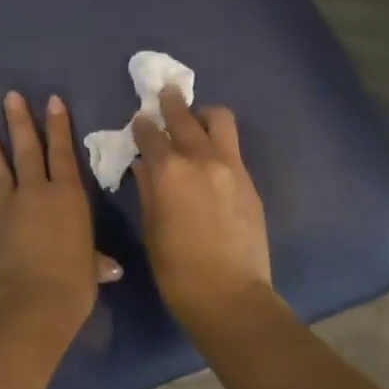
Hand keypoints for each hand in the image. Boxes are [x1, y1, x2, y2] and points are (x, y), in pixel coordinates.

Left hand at [0, 91, 119, 336]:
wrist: (32, 301)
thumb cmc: (74, 281)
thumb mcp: (91, 269)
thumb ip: (95, 262)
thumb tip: (109, 269)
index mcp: (67, 196)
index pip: (63, 153)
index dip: (58, 126)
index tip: (51, 100)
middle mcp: (36, 195)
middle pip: (27, 151)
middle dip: (19, 123)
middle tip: (10, 97)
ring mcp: (7, 212)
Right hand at [131, 86, 273, 326]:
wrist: (229, 295)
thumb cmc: (176, 269)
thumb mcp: (151, 228)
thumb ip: (147, 189)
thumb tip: (145, 165)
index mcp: (169, 170)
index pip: (151, 134)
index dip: (142, 126)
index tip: (139, 121)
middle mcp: (201, 158)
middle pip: (185, 116)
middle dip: (171, 102)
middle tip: (165, 94)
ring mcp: (231, 167)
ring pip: (220, 120)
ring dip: (203, 116)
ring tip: (195, 122)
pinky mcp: (249, 181)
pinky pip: (233, 148)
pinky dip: (218, 143)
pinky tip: (210, 159)